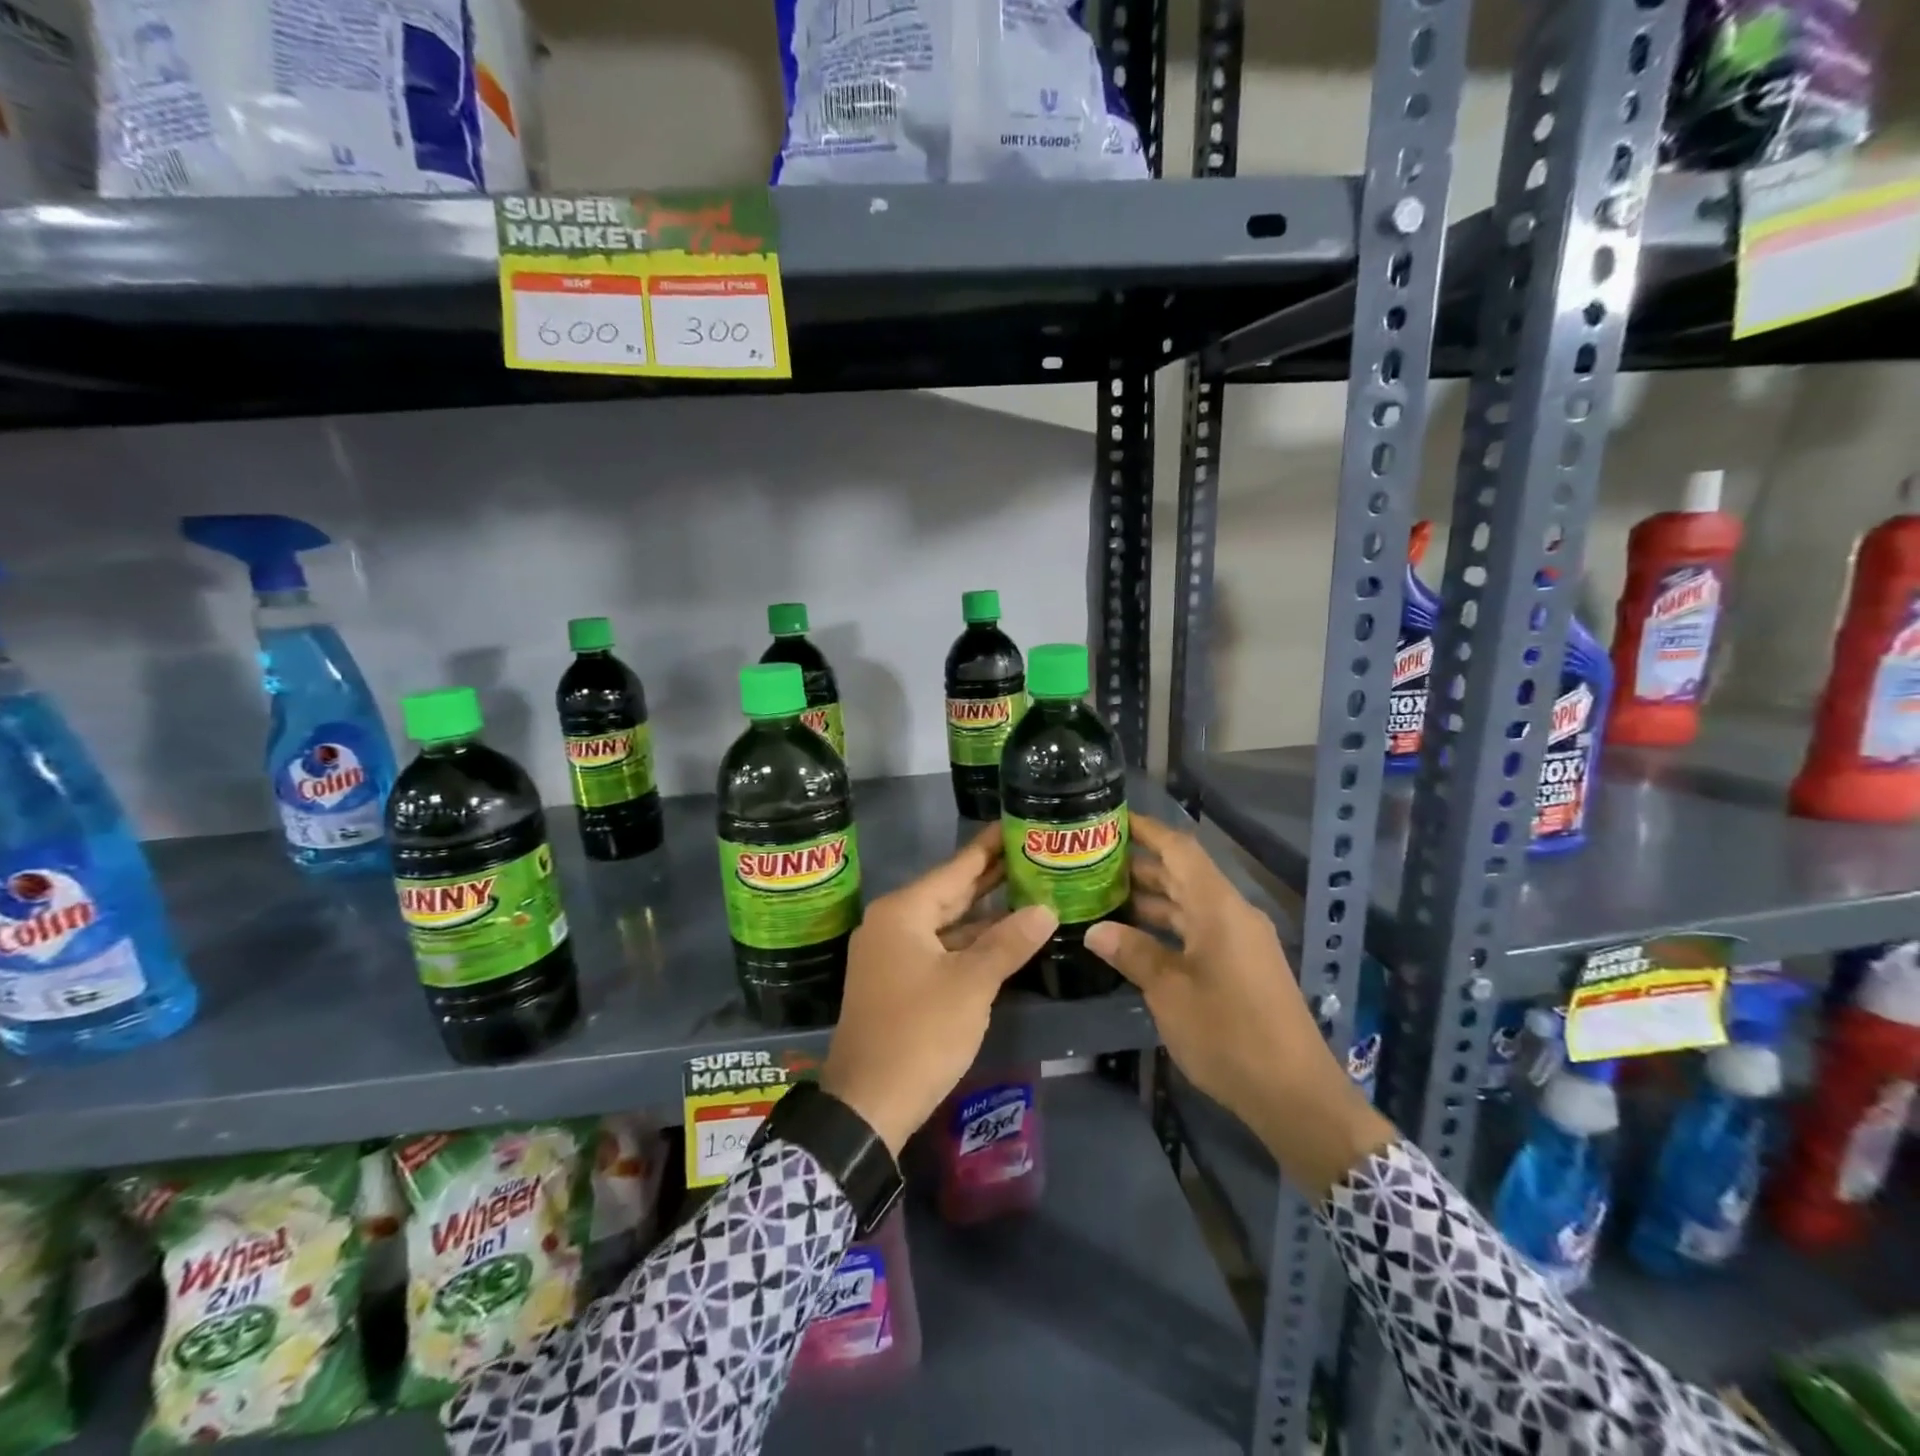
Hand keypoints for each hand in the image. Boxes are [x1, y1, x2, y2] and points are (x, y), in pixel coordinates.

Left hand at [821, 825, 1057, 1156]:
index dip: (989, 847)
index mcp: (903, 912)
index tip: (1016, 822)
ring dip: (984, 914)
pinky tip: (1002, 939)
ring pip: (946, 923)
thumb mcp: (971, 984)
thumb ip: (1009, 942)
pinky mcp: (897, 981)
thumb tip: (1045, 910)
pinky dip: (969, 943)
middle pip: (950, 892)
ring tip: (1029, 892)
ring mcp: (891, 954)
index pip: (956, 868)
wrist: (867, 1103)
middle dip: (991, 877)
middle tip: (1032, 854)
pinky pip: (939, 948)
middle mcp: (892, 924)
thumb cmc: (919, 1032)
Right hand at [1084, 814, 1393, 1197]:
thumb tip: (1095, 930)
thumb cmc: (1228, 1034)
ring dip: (1151, 899)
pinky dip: (1167, 927)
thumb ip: (1133, 953)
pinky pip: (1199, 930)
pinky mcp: (1243, 966)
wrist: (1295, 1095)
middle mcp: (1232, 914)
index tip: (1110, 821)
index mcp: (1218, 908)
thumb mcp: (1169, 992)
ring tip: (1102, 897)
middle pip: (1183, 874)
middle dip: (1139, 866)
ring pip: (1190, 904)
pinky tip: (1135, 939)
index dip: (1146, 830)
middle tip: (1092, 863)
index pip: (1179, 849)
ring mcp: (1240, 941)